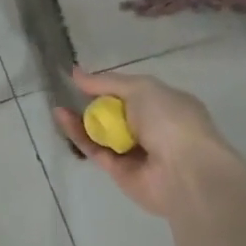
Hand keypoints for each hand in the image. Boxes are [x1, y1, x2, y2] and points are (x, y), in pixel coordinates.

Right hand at [54, 68, 229, 218]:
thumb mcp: (141, 88)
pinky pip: (94, 148)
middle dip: (93, 103)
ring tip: (59, 105)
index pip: (133, 93)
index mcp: (166, 106)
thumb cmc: (170, 120)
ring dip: (80, 118)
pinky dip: (77, 134)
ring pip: (101, 132)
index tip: (83, 79)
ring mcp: (135, 151)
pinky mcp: (118, 171)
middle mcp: (151, 128)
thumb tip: (76, 73)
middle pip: (114, 113)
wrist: (185, 172)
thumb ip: (107, 82)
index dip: (109, 86)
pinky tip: (62, 117)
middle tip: (69, 93)